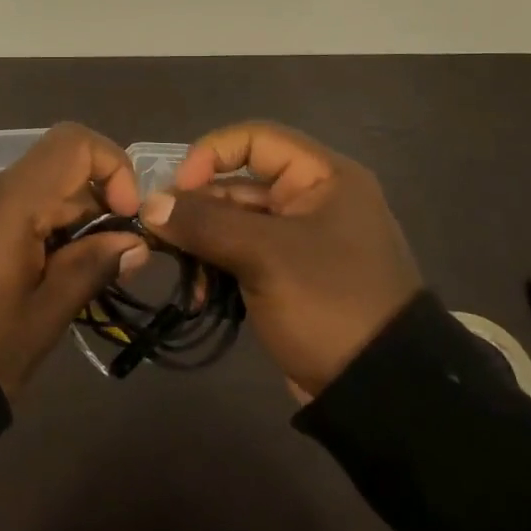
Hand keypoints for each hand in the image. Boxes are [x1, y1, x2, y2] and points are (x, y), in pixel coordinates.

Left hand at [0, 123, 148, 397]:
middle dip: (95, 210)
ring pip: (33, 194)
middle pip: (56, 172)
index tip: (126, 219)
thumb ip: (91, 268)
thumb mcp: (42, 317)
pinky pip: (5, 211)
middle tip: (107, 270)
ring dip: (65, 226)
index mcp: (9, 200)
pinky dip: (34, 232)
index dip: (112, 168)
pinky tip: (33, 282)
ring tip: (67, 286)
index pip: (73, 143)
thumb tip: (133, 242)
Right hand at [138, 121, 422, 399]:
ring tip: (183, 274)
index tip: (178, 190)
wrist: (382, 391)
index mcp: (322, 177)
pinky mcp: (289, 276)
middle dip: (198, 209)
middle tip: (162, 238)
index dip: (210, 155)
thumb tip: (148, 205)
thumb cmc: (329, 302)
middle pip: (239, 183)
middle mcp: (312, 199)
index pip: (254, 139)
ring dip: (202, 243)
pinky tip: (198, 294)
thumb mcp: (265, 256)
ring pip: (234, 222)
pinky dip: (217, 268)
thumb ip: (204, 223)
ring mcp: (300, 241)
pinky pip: (242, 255)